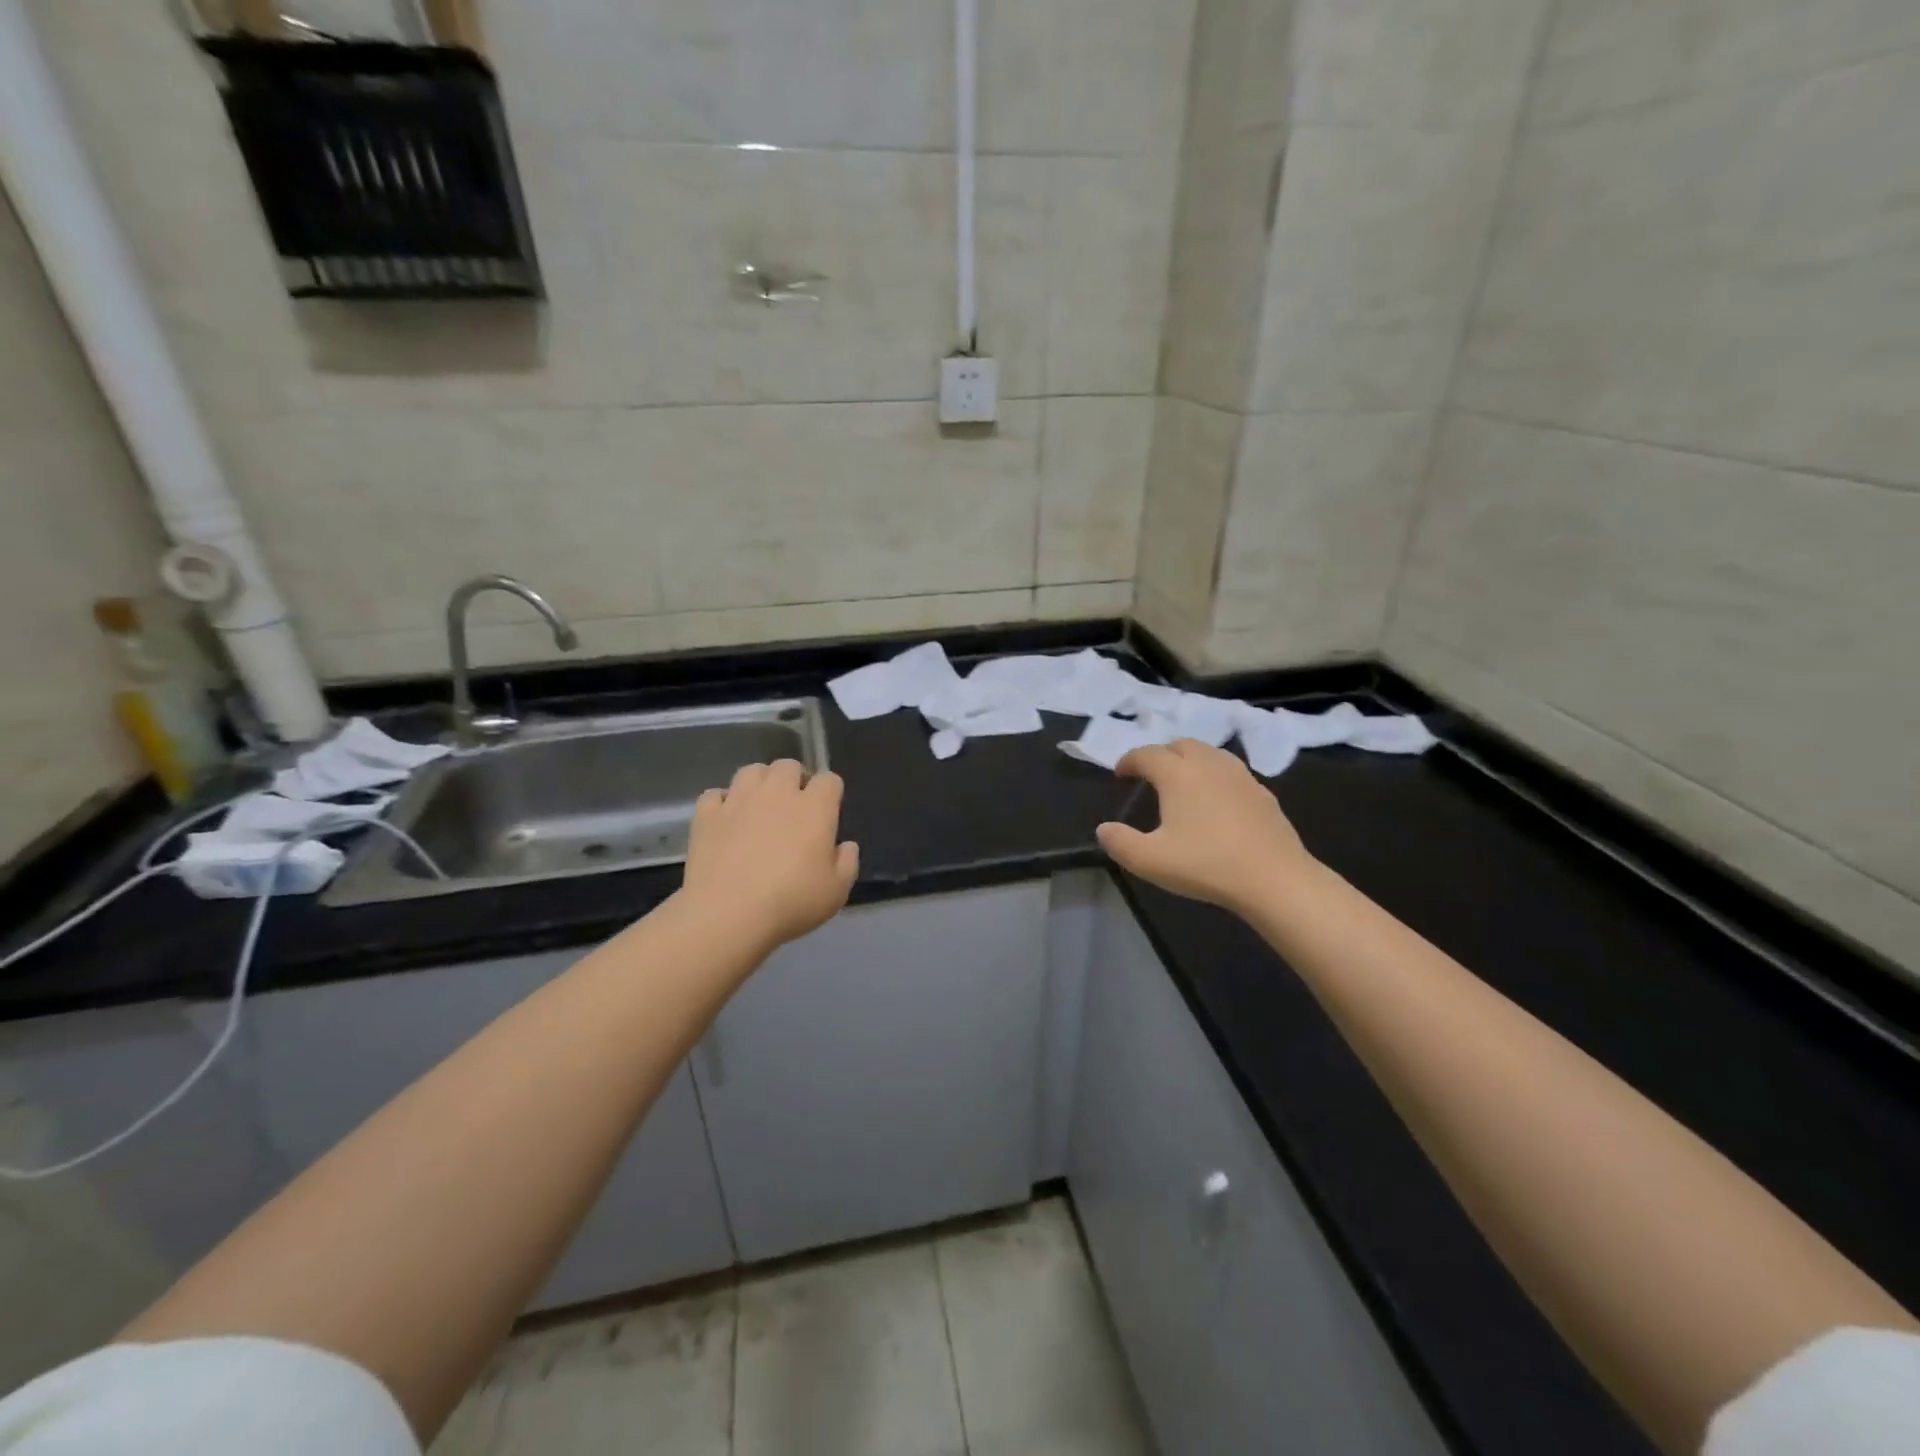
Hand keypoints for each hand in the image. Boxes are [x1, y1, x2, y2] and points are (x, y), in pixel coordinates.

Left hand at [680, 760, 858, 949]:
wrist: (728, 913)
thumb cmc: (791, 901)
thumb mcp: (836, 891)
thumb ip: (847, 863)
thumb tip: (846, 845)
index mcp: (814, 808)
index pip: (829, 780)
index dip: (830, 792)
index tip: (827, 812)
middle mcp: (777, 793)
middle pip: (788, 766)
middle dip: (794, 779)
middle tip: (793, 806)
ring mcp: (738, 800)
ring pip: (751, 771)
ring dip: (759, 783)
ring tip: (759, 806)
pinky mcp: (707, 815)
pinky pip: (714, 795)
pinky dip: (722, 803)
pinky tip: (725, 820)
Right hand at [1096, 740, 1313, 913]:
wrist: (1274, 878)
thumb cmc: (1206, 865)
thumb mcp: (1150, 860)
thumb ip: (1120, 843)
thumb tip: (1104, 829)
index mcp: (1178, 774)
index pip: (1147, 754)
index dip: (1129, 761)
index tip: (1120, 774)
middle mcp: (1208, 764)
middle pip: (1180, 745)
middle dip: (1161, 754)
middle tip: (1150, 775)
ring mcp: (1240, 776)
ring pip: (1209, 753)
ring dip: (1190, 760)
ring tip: (1182, 782)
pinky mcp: (1262, 793)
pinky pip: (1231, 772)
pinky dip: (1215, 776)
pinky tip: (1215, 801)